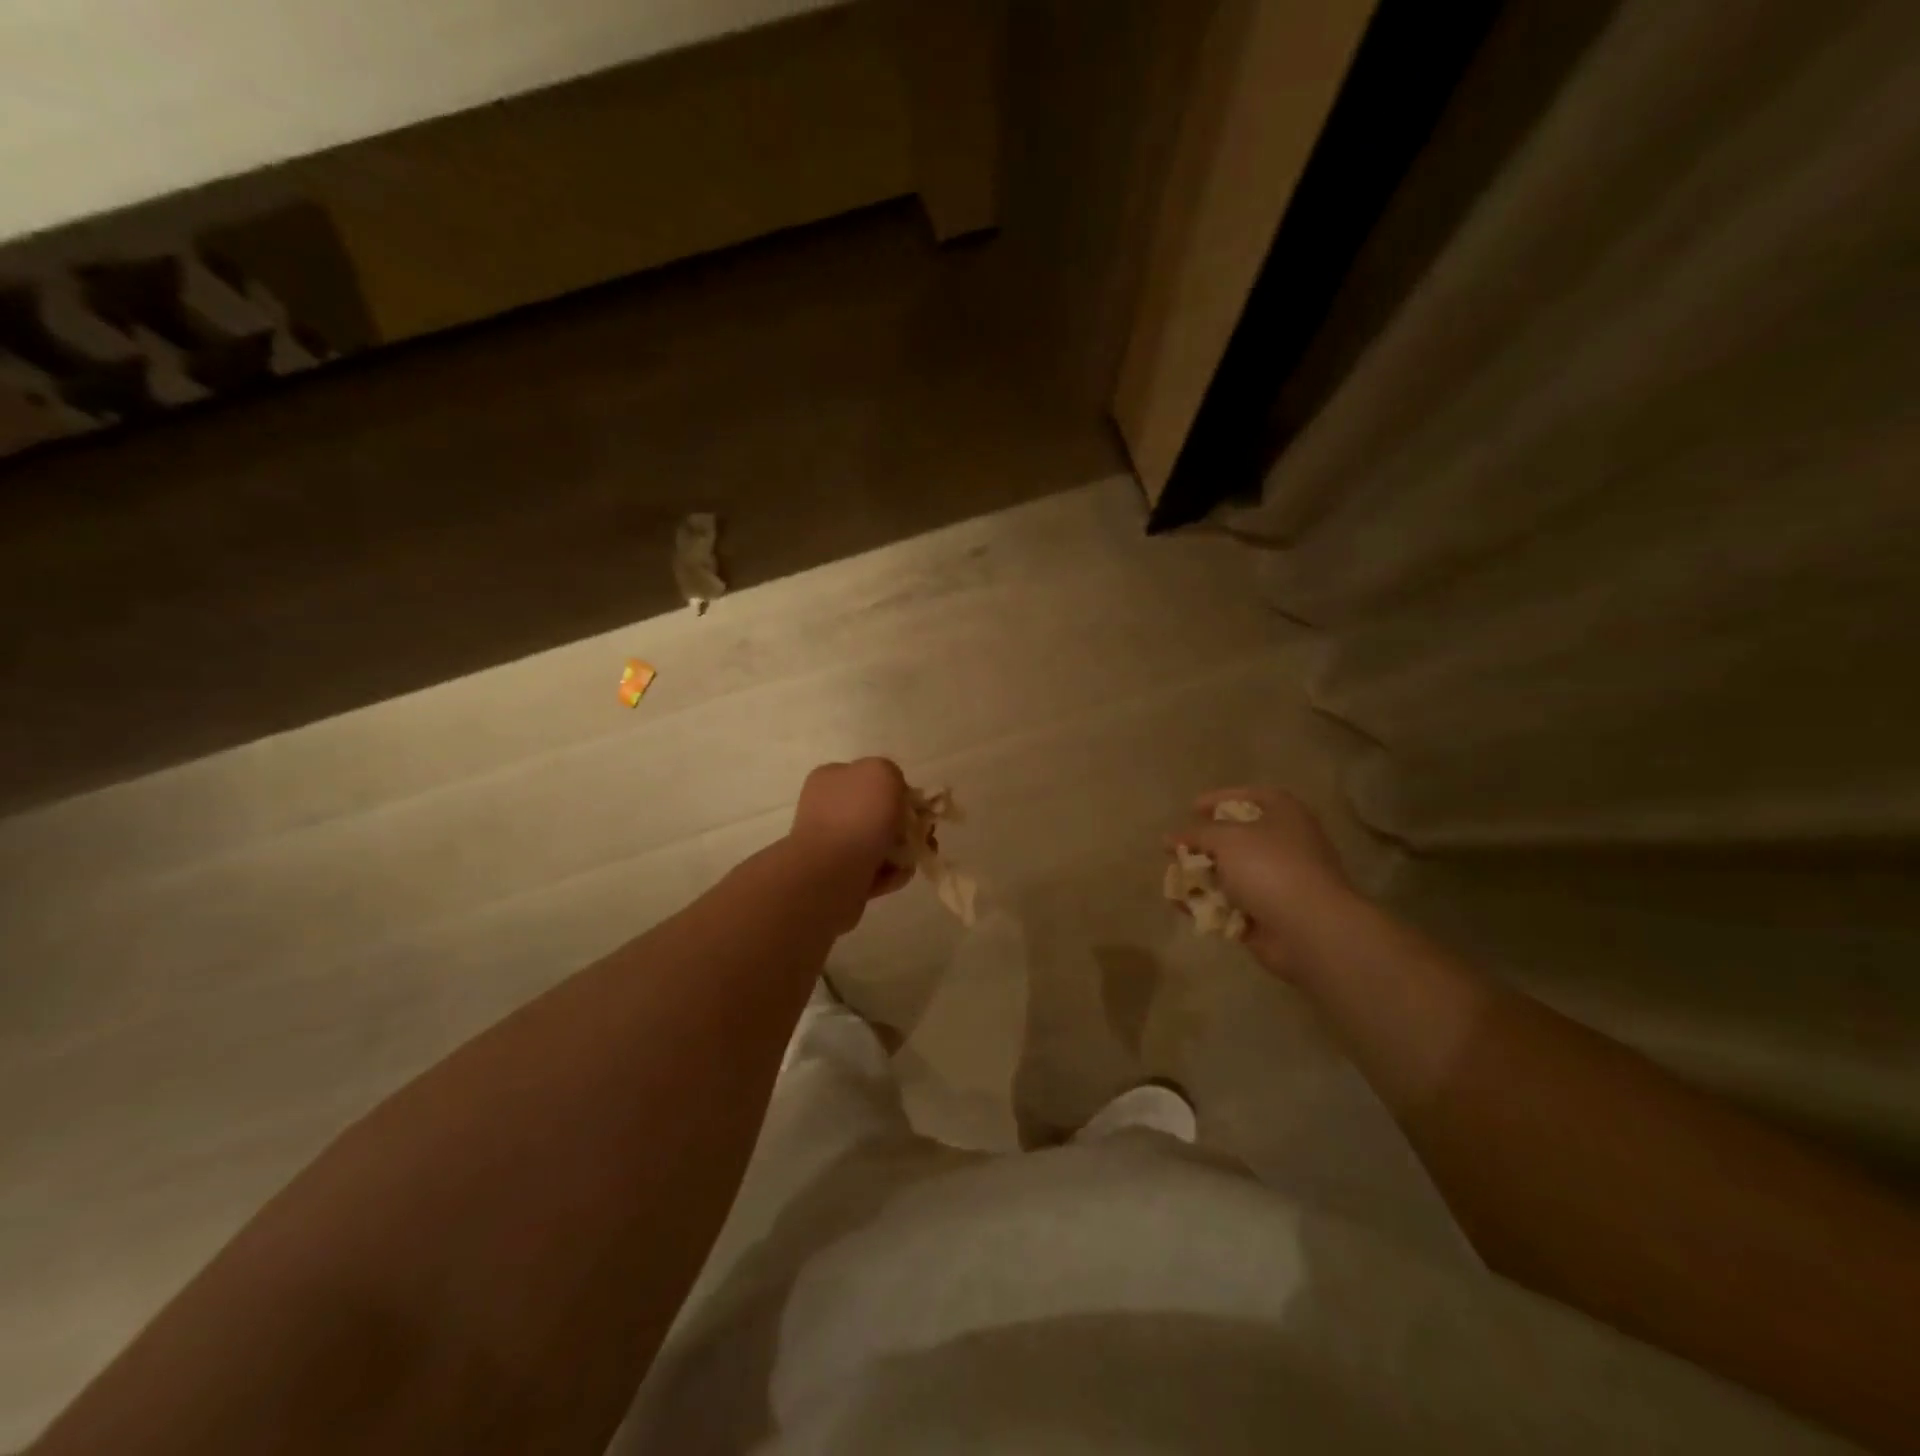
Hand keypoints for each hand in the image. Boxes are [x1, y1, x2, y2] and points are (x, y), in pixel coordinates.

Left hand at [790, 758, 914, 906]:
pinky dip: (890, 873)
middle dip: (905, 824)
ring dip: (902, 851)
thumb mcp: (882, 772)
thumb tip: (894, 795)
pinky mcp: (839, 876)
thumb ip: (892, 774)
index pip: (869, 777)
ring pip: (879, 843)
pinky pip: (875, 871)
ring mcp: (831, 844)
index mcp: (830, 779)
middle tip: (922, 835)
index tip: (914, 804)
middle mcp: (827, 809)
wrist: (830, 874)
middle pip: (878, 812)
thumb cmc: (857, 816)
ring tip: (910, 859)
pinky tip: (895, 874)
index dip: (897, 788)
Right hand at [1173, 787, 1355, 973]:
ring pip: (1234, 874)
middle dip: (1205, 844)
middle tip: (1178, 848)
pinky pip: (1233, 905)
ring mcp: (1280, 882)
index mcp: (1285, 815)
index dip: (1220, 798)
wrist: (1310, 929)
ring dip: (1202, 876)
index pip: (1252, 796)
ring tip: (1173, 879)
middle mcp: (1286, 845)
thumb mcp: (1226, 839)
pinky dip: (1208, 904)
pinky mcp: (1271, 914)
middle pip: (1240, 838)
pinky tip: (1182, 906)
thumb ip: (1196, 834)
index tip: (1191, 808)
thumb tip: (1169, 838)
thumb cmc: (1270, 867)